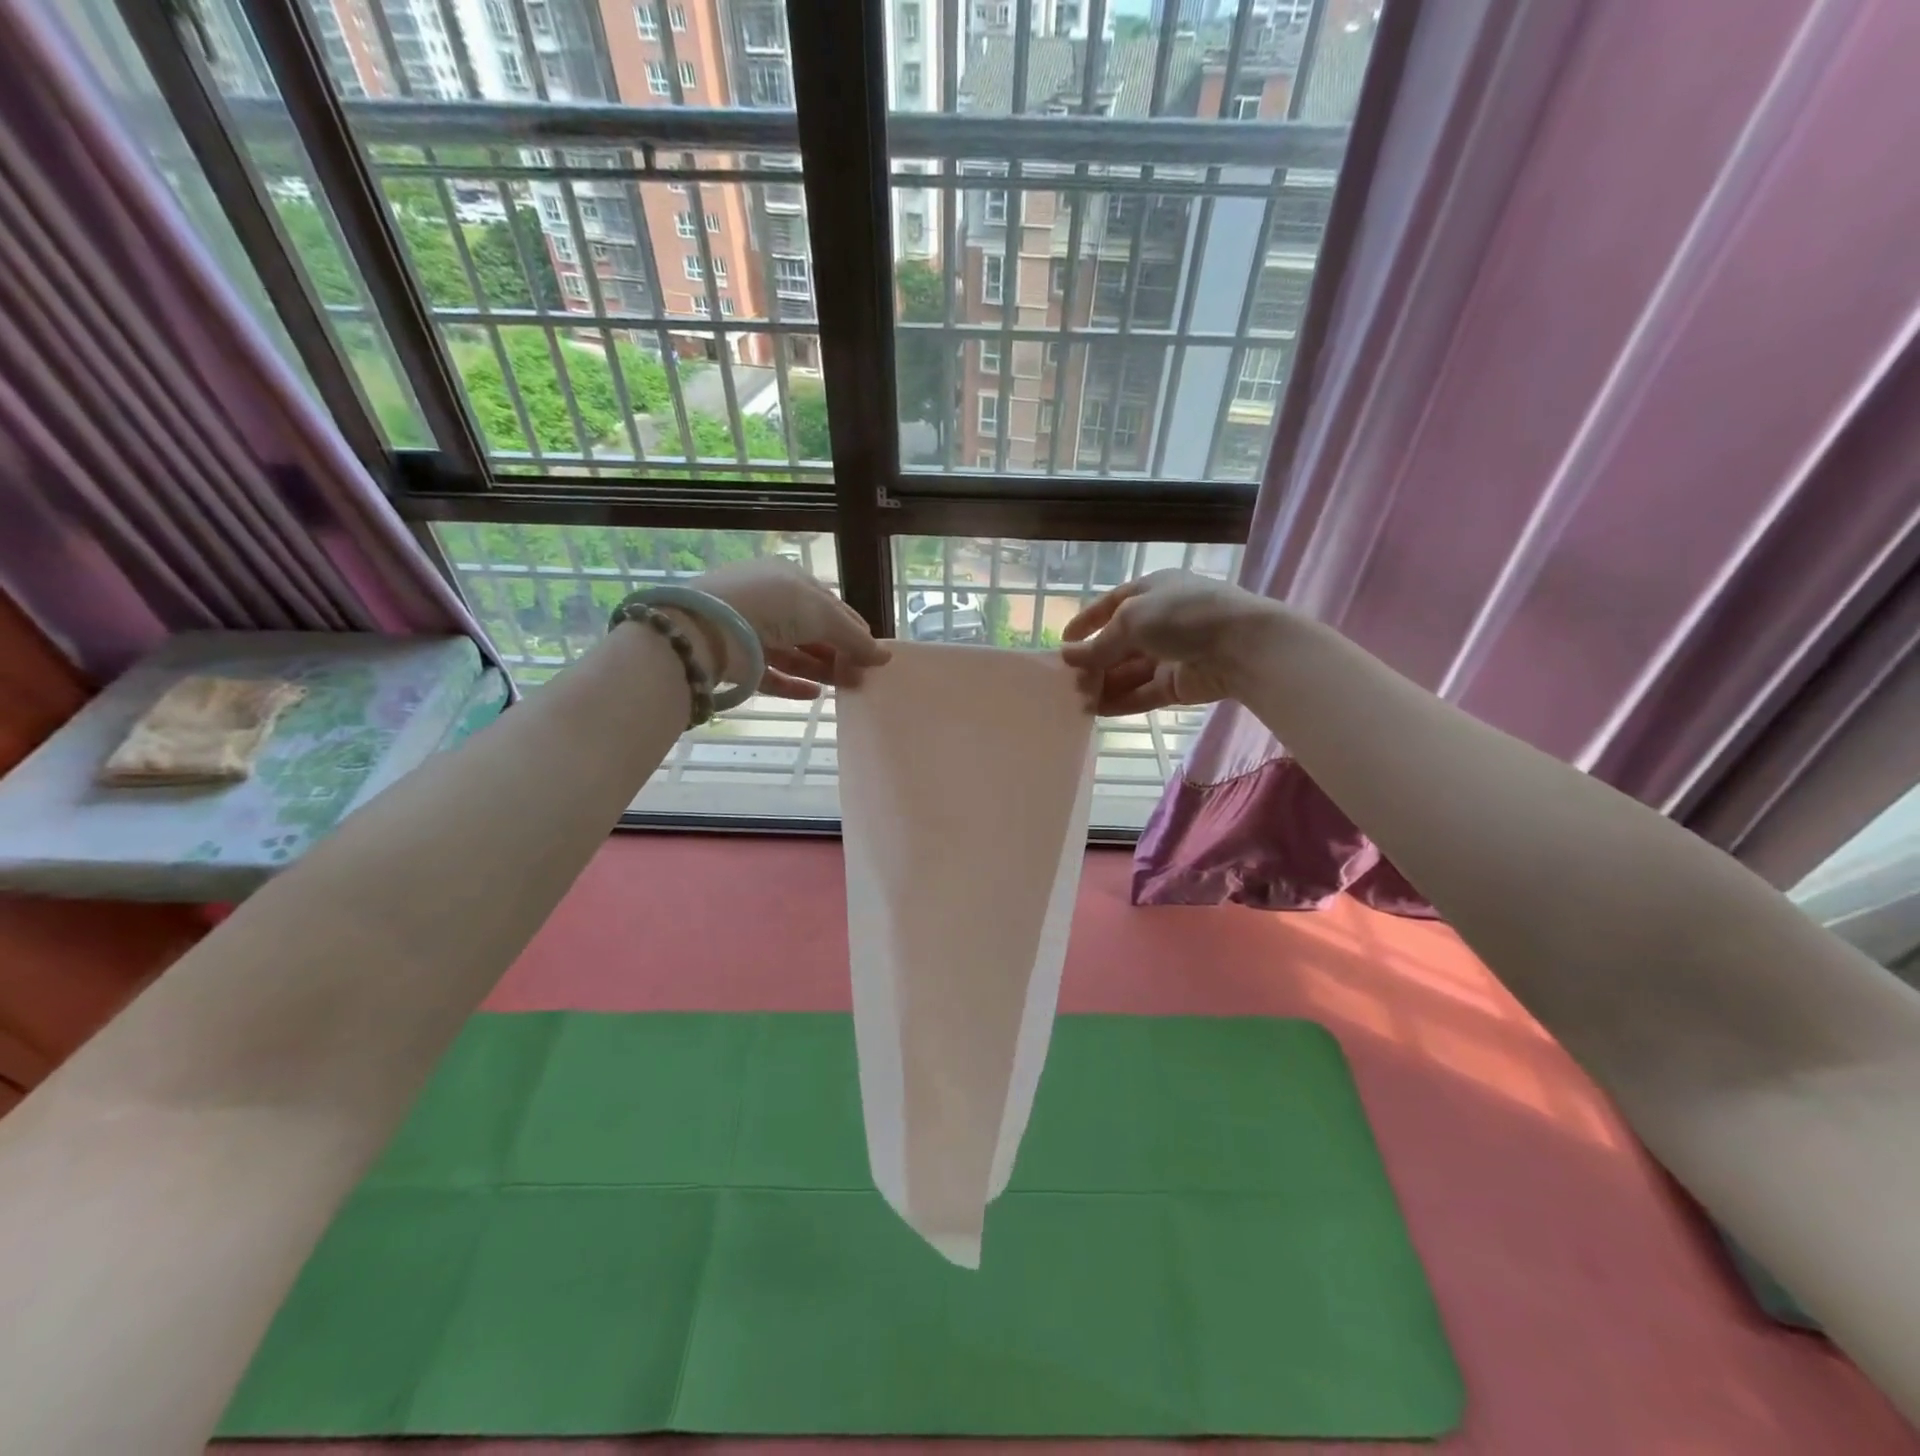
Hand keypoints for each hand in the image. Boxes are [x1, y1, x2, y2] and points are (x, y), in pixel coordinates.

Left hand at [690, 558, 889, 699]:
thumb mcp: (824, 615)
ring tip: (848, 688)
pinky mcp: (739, 660)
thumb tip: (885, 657)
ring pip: (795, 654)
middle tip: (863, 677)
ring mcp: (753, 631)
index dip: (855, 630)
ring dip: (822, 670)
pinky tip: (814, 696)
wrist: (710, 627)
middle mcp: (772, 603)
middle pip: (814, 631)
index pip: (831, 606)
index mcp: (791, 580)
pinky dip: (793, 684)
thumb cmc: (774, 606)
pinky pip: (772, 675)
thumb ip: (856, 638)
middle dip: (840, 653)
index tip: (873, 655)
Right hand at [1061, 570, 1279, 714]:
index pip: (1112, 604)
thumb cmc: (1183, 616)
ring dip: (1104, 684)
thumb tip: (1066, 656)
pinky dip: (1121, 701)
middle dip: (1093, 661)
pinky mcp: (1179, 684)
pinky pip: (1143, 693)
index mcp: (1153, 590)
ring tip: (1078, 700)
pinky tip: (1097, 711)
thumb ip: (1098, 644)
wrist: (1242, 646)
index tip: (1064, 642)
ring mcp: (1171, 653)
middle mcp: (1161, 620)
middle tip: (1069, 680)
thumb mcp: (1131, 620)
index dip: (1087, 621)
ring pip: (1129, 671)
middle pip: (1118, 643)